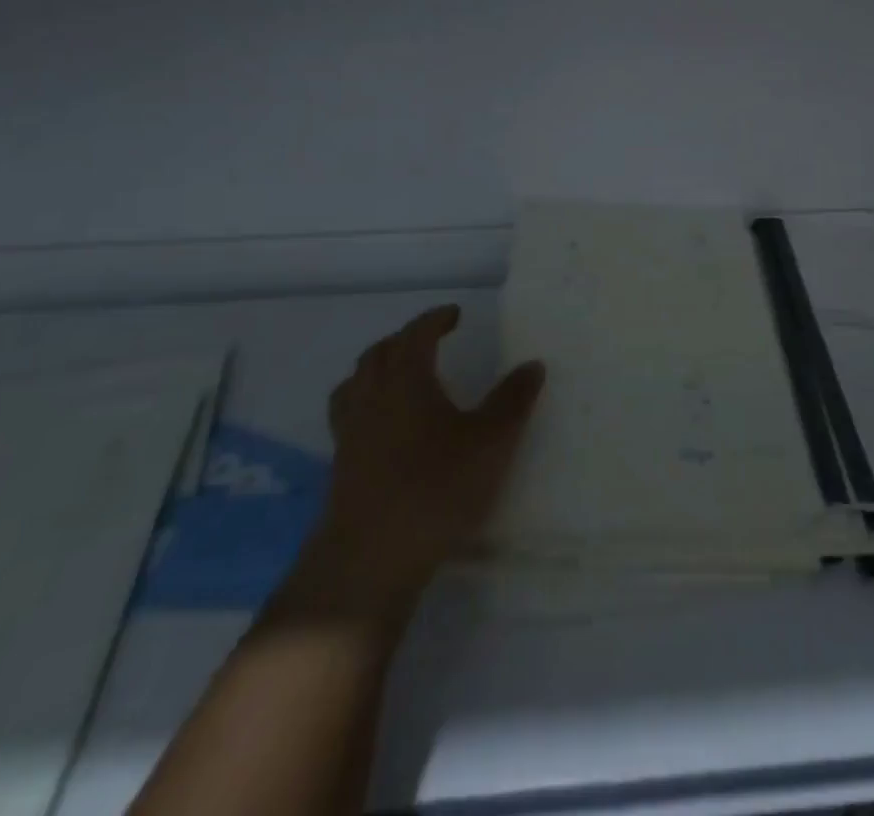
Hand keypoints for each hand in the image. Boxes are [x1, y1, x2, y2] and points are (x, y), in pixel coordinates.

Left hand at [289, 305, 545, 619]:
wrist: (370, 559)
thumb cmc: (436, 487)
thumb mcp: (491, 442)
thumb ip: (513, 400)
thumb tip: (533, 364)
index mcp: (407, 378)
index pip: (417, 333)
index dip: (435, 319)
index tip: (454, 315)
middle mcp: (372, 396)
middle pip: (380, 353)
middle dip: (405, 339)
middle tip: (430, 340)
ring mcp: (350, 432)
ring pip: (356, 383)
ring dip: (378, 368)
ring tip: (399, 375)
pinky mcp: (340, 466)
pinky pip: (348, 416)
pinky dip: (365, 404)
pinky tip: (383, 427)